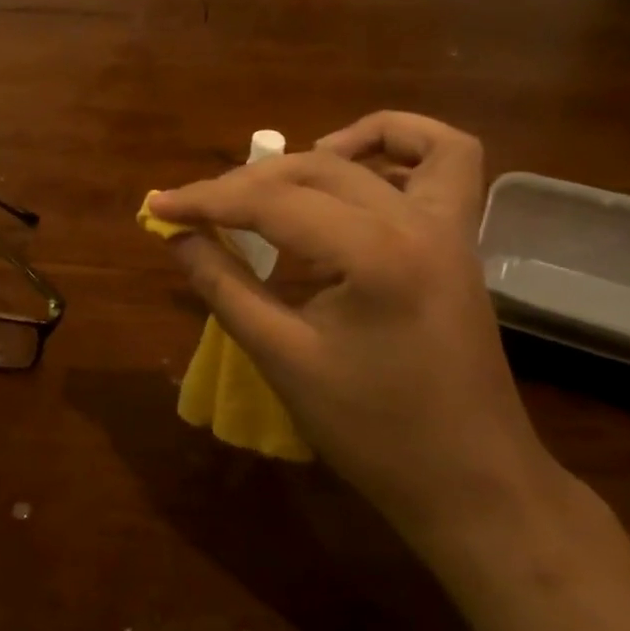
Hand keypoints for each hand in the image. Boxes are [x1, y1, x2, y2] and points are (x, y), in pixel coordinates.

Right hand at [149, 112, 571, 556]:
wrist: (471, 483)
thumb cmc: (372, 432)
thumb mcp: (282, 358)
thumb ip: (223, 286)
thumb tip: (177, 236)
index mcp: (373, 254)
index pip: (271, 202)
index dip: (206, 200)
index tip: (158, 205)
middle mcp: (416, 222)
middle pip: (315, 170)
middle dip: (245, 183)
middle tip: (197, 210)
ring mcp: (449, 227)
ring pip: (381, 152)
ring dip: (320, 151)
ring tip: (275, 180)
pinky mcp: (460, 242)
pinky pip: (448, 163)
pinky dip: (399, 147)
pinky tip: (355, 169)